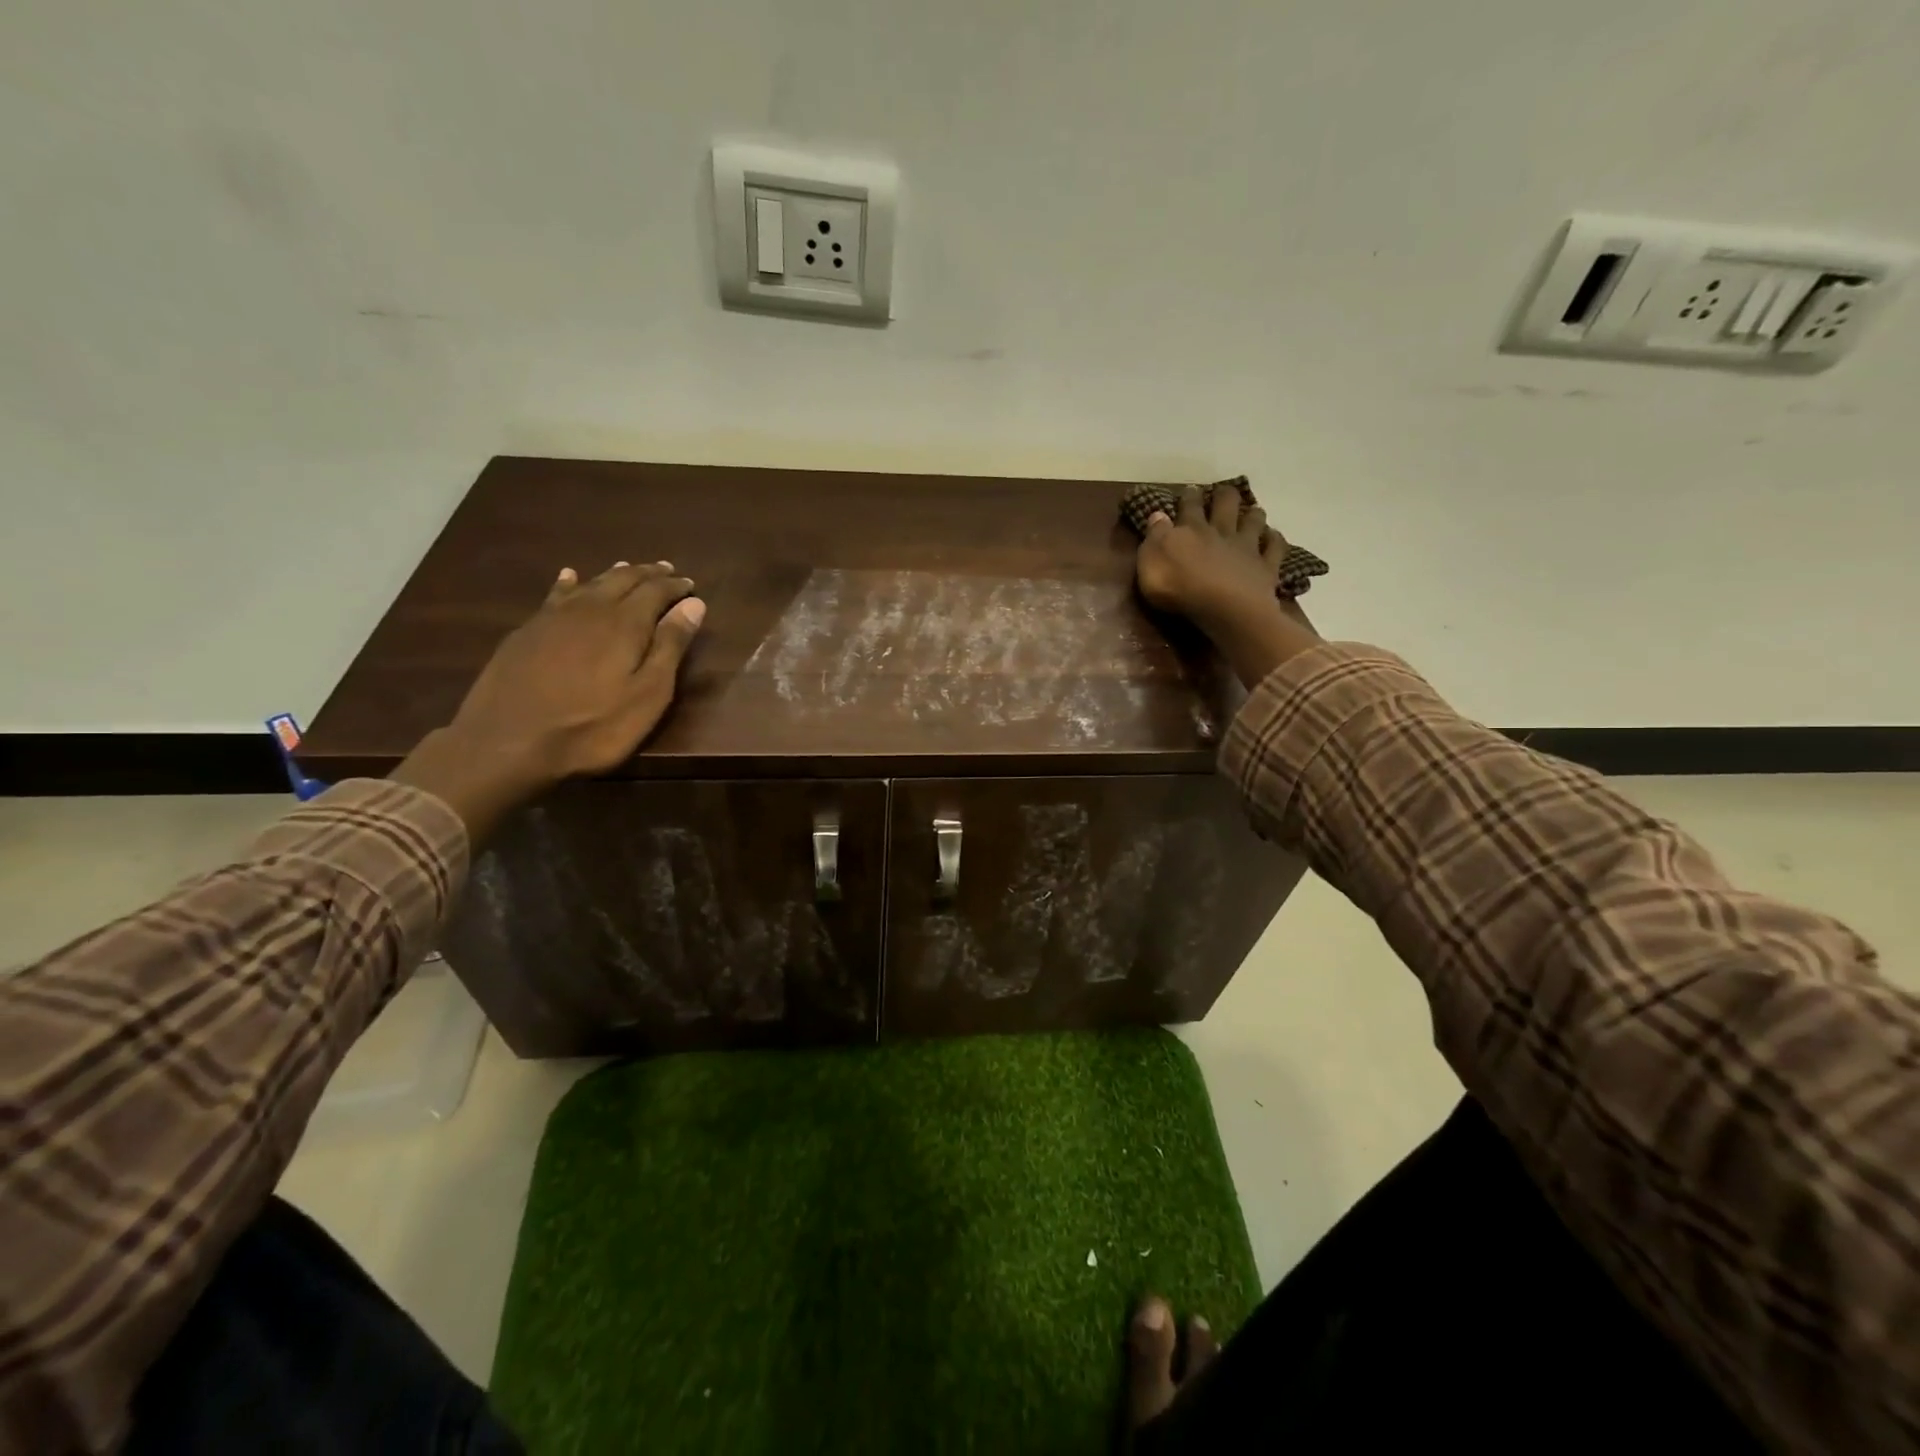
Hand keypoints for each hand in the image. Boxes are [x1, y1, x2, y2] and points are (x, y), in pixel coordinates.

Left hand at [393, 561, 705, 843]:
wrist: (508, 741)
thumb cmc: (593, 726)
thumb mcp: (648, 694)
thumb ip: (670, 646)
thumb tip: (693, 604)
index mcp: (626, 623)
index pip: (656, 592)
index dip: (675, 586)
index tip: (691, 584)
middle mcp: (591, 609)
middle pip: (623, 580)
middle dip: (647, 574)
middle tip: (665, 570)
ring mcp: (554, 617)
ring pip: (591, 583)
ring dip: (614, 574)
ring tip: (628, 567)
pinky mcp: (527, 631)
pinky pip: (556, 595)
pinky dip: (570, 583)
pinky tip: (570, 577)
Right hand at [1135, 484, 1319, 688]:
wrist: (1224, 608)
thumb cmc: (1179, 588)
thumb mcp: (1150, 563)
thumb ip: (1155, 537)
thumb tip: (1158, 514)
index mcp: (1191, 530)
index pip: (1189, 506)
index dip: (1189, 496)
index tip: (1190, 489)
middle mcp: (1221, 532)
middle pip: (1226, 505)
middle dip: (1225, 496)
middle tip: (1224, 491)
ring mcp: (1247, 548)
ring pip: (1253, 521)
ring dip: (1253, 514)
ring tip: (1253, 510)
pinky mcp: (1266, 567)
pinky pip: (1274, 548)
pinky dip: (1275, 540)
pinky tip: (1273, 537)